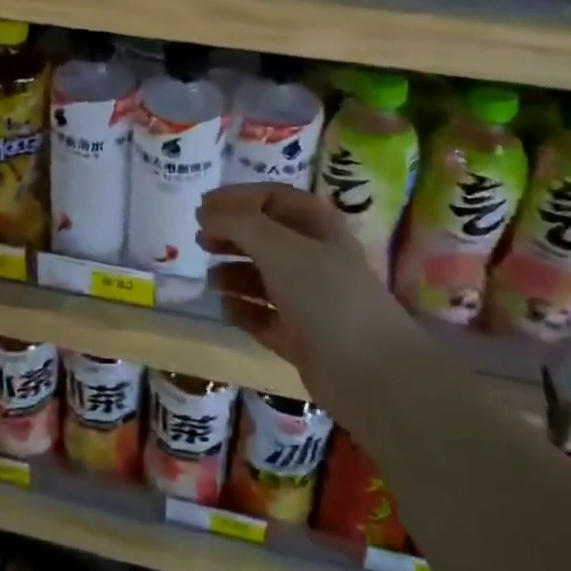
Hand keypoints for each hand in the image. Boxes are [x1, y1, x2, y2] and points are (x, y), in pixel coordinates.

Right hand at [199, 183, 408, 406]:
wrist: (370, 373)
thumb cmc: (325, 295)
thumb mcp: (279, 246)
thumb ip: (240, 223)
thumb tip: (208, 213)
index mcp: (319, 228)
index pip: (275, 198)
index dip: (239, 197)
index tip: (204, 206)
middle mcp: (315, 260)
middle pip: (267, 237)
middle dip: (233, 234)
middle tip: (200, 239)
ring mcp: (310, 301)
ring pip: (265, 277)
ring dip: (235, 272)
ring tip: (210, 277)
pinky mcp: (302, 338)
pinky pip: (265, 317)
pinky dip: (244, 310)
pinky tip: (225, 307)